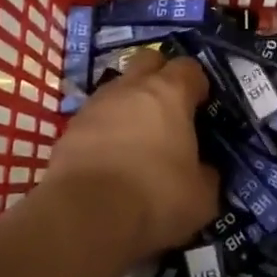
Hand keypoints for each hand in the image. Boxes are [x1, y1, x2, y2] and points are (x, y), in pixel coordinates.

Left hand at [40, 51, 218, 262]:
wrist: (84, 216)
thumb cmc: (155, 197)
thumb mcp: (201, 197)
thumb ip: (206, 174)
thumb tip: (203, 169)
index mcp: (169, 93)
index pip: (189, 67)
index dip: (197, 84)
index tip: (202, 106)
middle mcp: (131, 87)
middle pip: (148, 60)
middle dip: (160, 75)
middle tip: (169, 107)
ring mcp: (96, 104)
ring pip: (118, 88)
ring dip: (129, 104)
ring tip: (137, 138)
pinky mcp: (70, 128)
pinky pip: (95, 117)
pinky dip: (105, 129)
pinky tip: (109, 158)